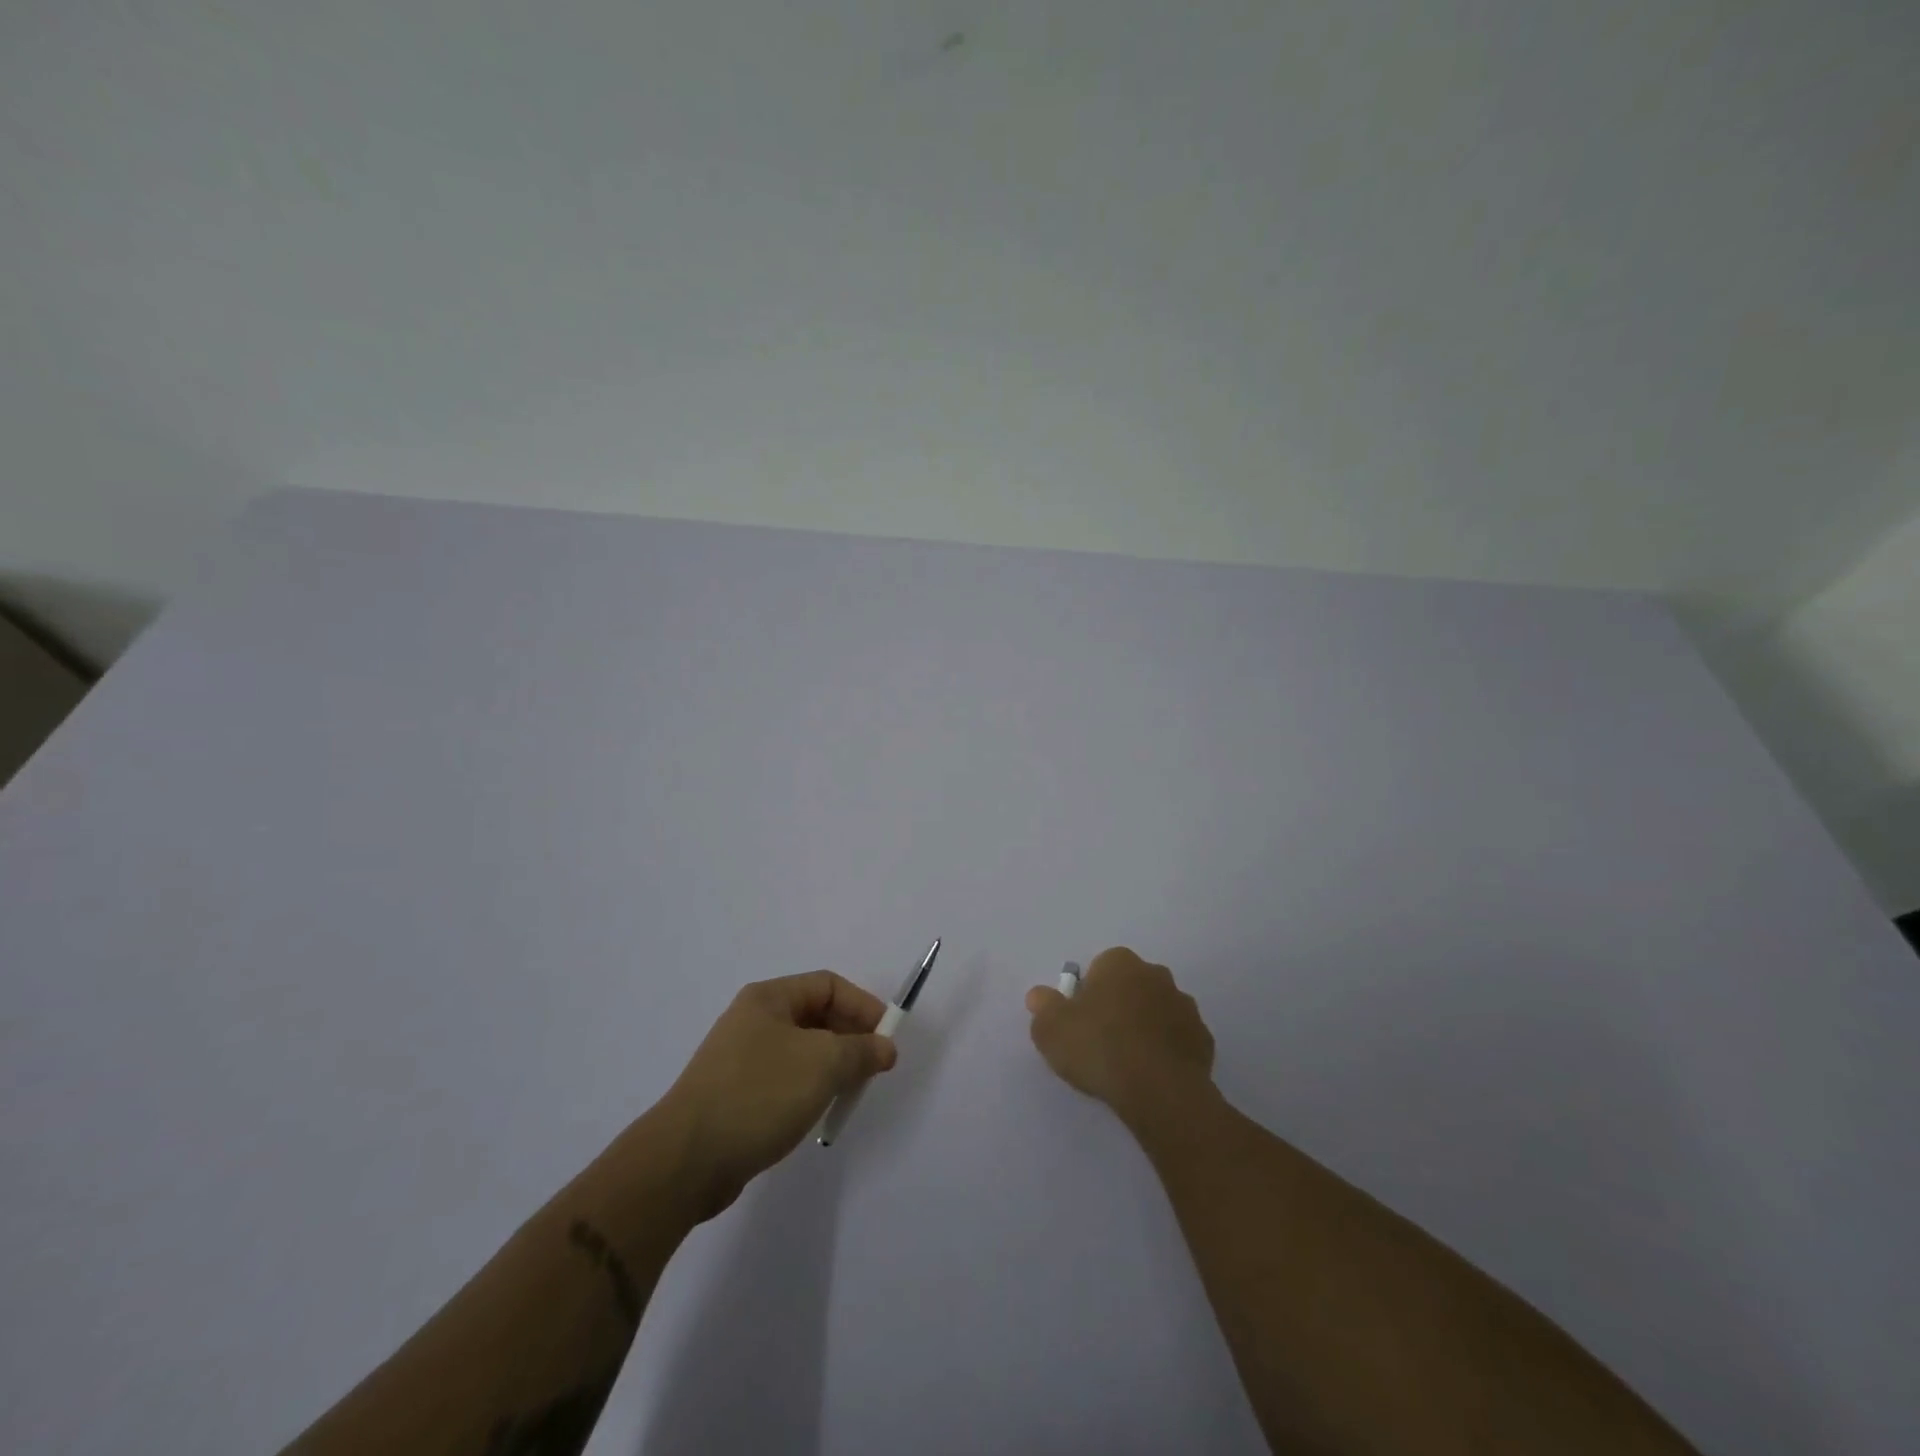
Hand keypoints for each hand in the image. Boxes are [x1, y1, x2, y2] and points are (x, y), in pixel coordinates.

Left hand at [660, 972, 897, 1218]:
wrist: (686, 1161)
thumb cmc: (759, 1095)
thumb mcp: (822, 1064)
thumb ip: (861, 1050)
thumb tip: (884, 1048)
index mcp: (768, 998)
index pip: (828, 985)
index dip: (863, 1006)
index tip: (887, 1038)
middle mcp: (753, 1020)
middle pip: (816, 1016)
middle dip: (850, 1037)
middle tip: (874, 1068)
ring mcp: (741, 1058)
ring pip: (802, 1050)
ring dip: (832, 1065)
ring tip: (849, 1092)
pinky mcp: (735, 1094)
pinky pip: (785, 1078)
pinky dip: (809, 1088)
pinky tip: (816, 1112)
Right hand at [1025, 947, 1215, 1124]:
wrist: (1159, 1090)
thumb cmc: (1099, 1048)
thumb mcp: (1051, 1029)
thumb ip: (1043, 1007)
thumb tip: (1039, 995)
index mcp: (1120, 963)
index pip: (1100, 967)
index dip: (1088, 993)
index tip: (1080, 1021)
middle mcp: (1156, 974)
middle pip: (1131, 985)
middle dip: (1119, 1005)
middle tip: (1101, 1041)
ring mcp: (1185, 1006)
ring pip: (1157, 1010)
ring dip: (1145, 1027)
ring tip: (1128, 1062)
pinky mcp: (1204, 1040)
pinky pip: (1178, 1039)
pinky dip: (1166, 1051)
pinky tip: (1152, 1075)